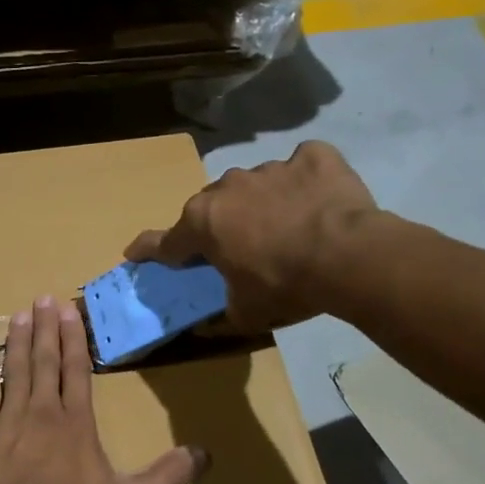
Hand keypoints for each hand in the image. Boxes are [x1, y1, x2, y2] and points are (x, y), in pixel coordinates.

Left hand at [0, 296, 207, 483]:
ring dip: (17, 341)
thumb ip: (166, 475)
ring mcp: (8, 420)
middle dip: (45, 328)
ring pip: (14, 370)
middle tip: (42, 299)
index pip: (77, 369)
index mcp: (76, 422)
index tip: (69, 310)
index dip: (73, 338)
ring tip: (19, 314)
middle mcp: (43, 411)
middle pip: (45, 361)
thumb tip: (205, 454)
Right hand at [126, 140, 380, 332]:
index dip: (148, 250)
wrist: (350, 257)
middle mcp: (227, 188)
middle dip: (219, 225)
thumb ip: (221, 315)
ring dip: (262, 203)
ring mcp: (269, 168)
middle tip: (239, 248)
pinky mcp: (312, 157)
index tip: (134, 252)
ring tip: (288, 226)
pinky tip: (319, 198)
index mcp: (202, 223)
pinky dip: (306, 179)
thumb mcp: (247, 313)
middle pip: (212, 207)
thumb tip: (206, 325)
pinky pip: (302, 165)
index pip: (165, 241)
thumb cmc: (285, 285)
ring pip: (254, 185)